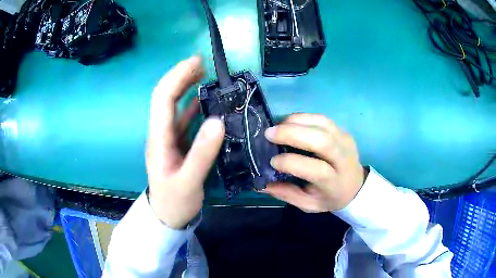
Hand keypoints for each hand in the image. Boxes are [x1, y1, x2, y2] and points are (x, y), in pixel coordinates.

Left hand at [146, 56, 224, 228]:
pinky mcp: (178, 145)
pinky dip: (193, 106)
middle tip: (202, 63)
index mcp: (159, 138)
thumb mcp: (188, 182)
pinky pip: (184, 120)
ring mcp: (169, 139)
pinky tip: (205, 101)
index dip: (177, 77)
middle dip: (181, 76)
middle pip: (166, 97)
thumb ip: (202, 153)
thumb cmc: (174, 202)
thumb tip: (218, 120)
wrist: (167, 217)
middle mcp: (161, 133)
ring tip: (205, 75)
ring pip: (175, 106)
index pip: (163, 99)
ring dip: (187, 88)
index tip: (196, 62)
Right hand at [263, 113, 366, 211]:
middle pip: (322, 141)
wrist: (354, 185)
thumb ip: (287, 194)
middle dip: (293, 134)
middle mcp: (343, 159)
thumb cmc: (329, 197)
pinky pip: (323, 119)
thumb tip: (261, 185)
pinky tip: (291, 122)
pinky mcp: (343, 131)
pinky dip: (304, 117)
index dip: (292, 162)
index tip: (273, 161)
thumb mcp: (308, 204)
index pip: (316, 169)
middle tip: (269, 133)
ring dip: (297, 121)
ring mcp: (345, 141)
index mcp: (334, 182)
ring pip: (323, 124)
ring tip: (278, 125)